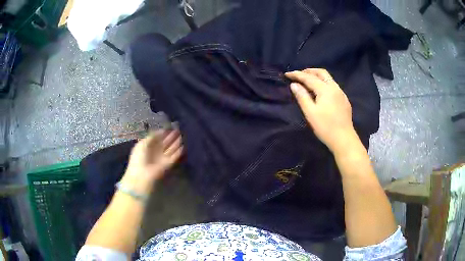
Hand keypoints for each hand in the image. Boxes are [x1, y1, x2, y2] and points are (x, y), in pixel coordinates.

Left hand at [120, 129, 182, 193]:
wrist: (142, 175)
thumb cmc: (139, 158)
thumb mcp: (143, 144)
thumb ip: (152, 136)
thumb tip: (162, 130)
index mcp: (148, 146)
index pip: (157, 137)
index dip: (164, 132)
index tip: (170, 126)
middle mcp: (156, 151)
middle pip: (165, 142)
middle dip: (171, 136)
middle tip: (179, 129)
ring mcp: (162, 158)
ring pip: (171, 148)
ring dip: (176, 142)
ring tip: (183, 135)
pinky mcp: (168, 164)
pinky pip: (175, 156)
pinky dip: (179, 151)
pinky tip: (184, 145)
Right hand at [286, 68, 355, 151]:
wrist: (344, 139)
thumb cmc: (325, 127)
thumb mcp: (310, 112)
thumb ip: (302, 96)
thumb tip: (294, 85)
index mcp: (325, 89)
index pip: (309, 77)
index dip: (297, 75)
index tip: (287, 74)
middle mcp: (334, 87)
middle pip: (321, 72)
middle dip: (309, 71)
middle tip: (298, 75)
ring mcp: (341, 93)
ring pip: (328, 78)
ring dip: (317, 76)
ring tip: (308, 82)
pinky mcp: (344, 100)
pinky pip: (333, 85)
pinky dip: (324, 83)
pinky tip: (320, 92)